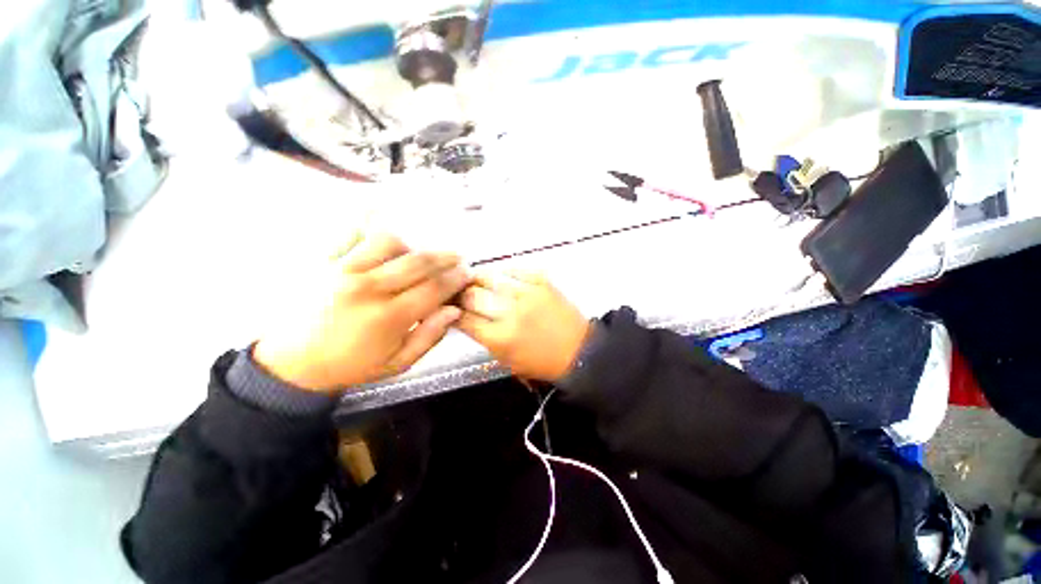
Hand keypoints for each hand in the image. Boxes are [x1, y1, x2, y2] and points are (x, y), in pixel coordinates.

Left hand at [253, 234, 470, 391]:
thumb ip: (430, 336)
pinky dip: (371, 229)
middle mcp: (368, 288)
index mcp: (389, 318)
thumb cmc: (351, 365)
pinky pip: (351, 232)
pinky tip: (382, 239)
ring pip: (389, 240)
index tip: (467, 272)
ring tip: (415, 255)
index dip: (456, 278)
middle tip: (457, 257)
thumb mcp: (398, 363)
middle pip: (418, 261)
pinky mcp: (322, 261)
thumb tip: (454, 310)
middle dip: (445, 257)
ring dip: (410, 245)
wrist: (292, 363)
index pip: (435, 288)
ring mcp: (342, 270)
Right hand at [456, 271, 590, 381]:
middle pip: (472, 295)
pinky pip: (514, 270)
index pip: (464, 319)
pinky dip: (503, 273)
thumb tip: (464, 317)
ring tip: (473, 278)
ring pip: (491, 277)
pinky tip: (499, 277)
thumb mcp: (506, 360)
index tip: (448, 306)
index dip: (451, 311)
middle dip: (460, 293)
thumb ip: (483, 338)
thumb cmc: (541, 362)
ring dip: (478, 278)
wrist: (579, 350)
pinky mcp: (542, 282)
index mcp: (500, 338)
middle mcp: (511, 314)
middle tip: (458, 291)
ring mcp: (528, 294)